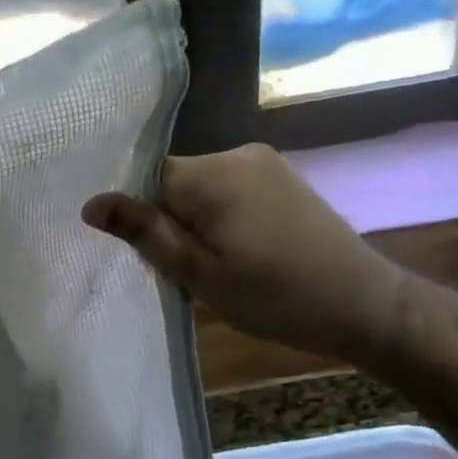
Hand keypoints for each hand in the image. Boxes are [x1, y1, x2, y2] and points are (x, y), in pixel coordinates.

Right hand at [82, 143, 402, 358]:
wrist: (366, 304)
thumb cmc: (276, 296)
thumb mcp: (200, 273)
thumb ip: (145, 232)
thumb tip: (91, 203)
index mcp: (212, 174)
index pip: (146, 175)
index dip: (138, 212)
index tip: (144, 250)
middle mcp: (236, 153)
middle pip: (174, 179)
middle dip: (169, 217)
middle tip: (183, 267)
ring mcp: (264, 162)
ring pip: (201, 185)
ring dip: (196, 217)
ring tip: (213, 263)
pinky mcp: (283, 176)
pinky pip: (230, 186)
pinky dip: (222, 213)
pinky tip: (239, 249)